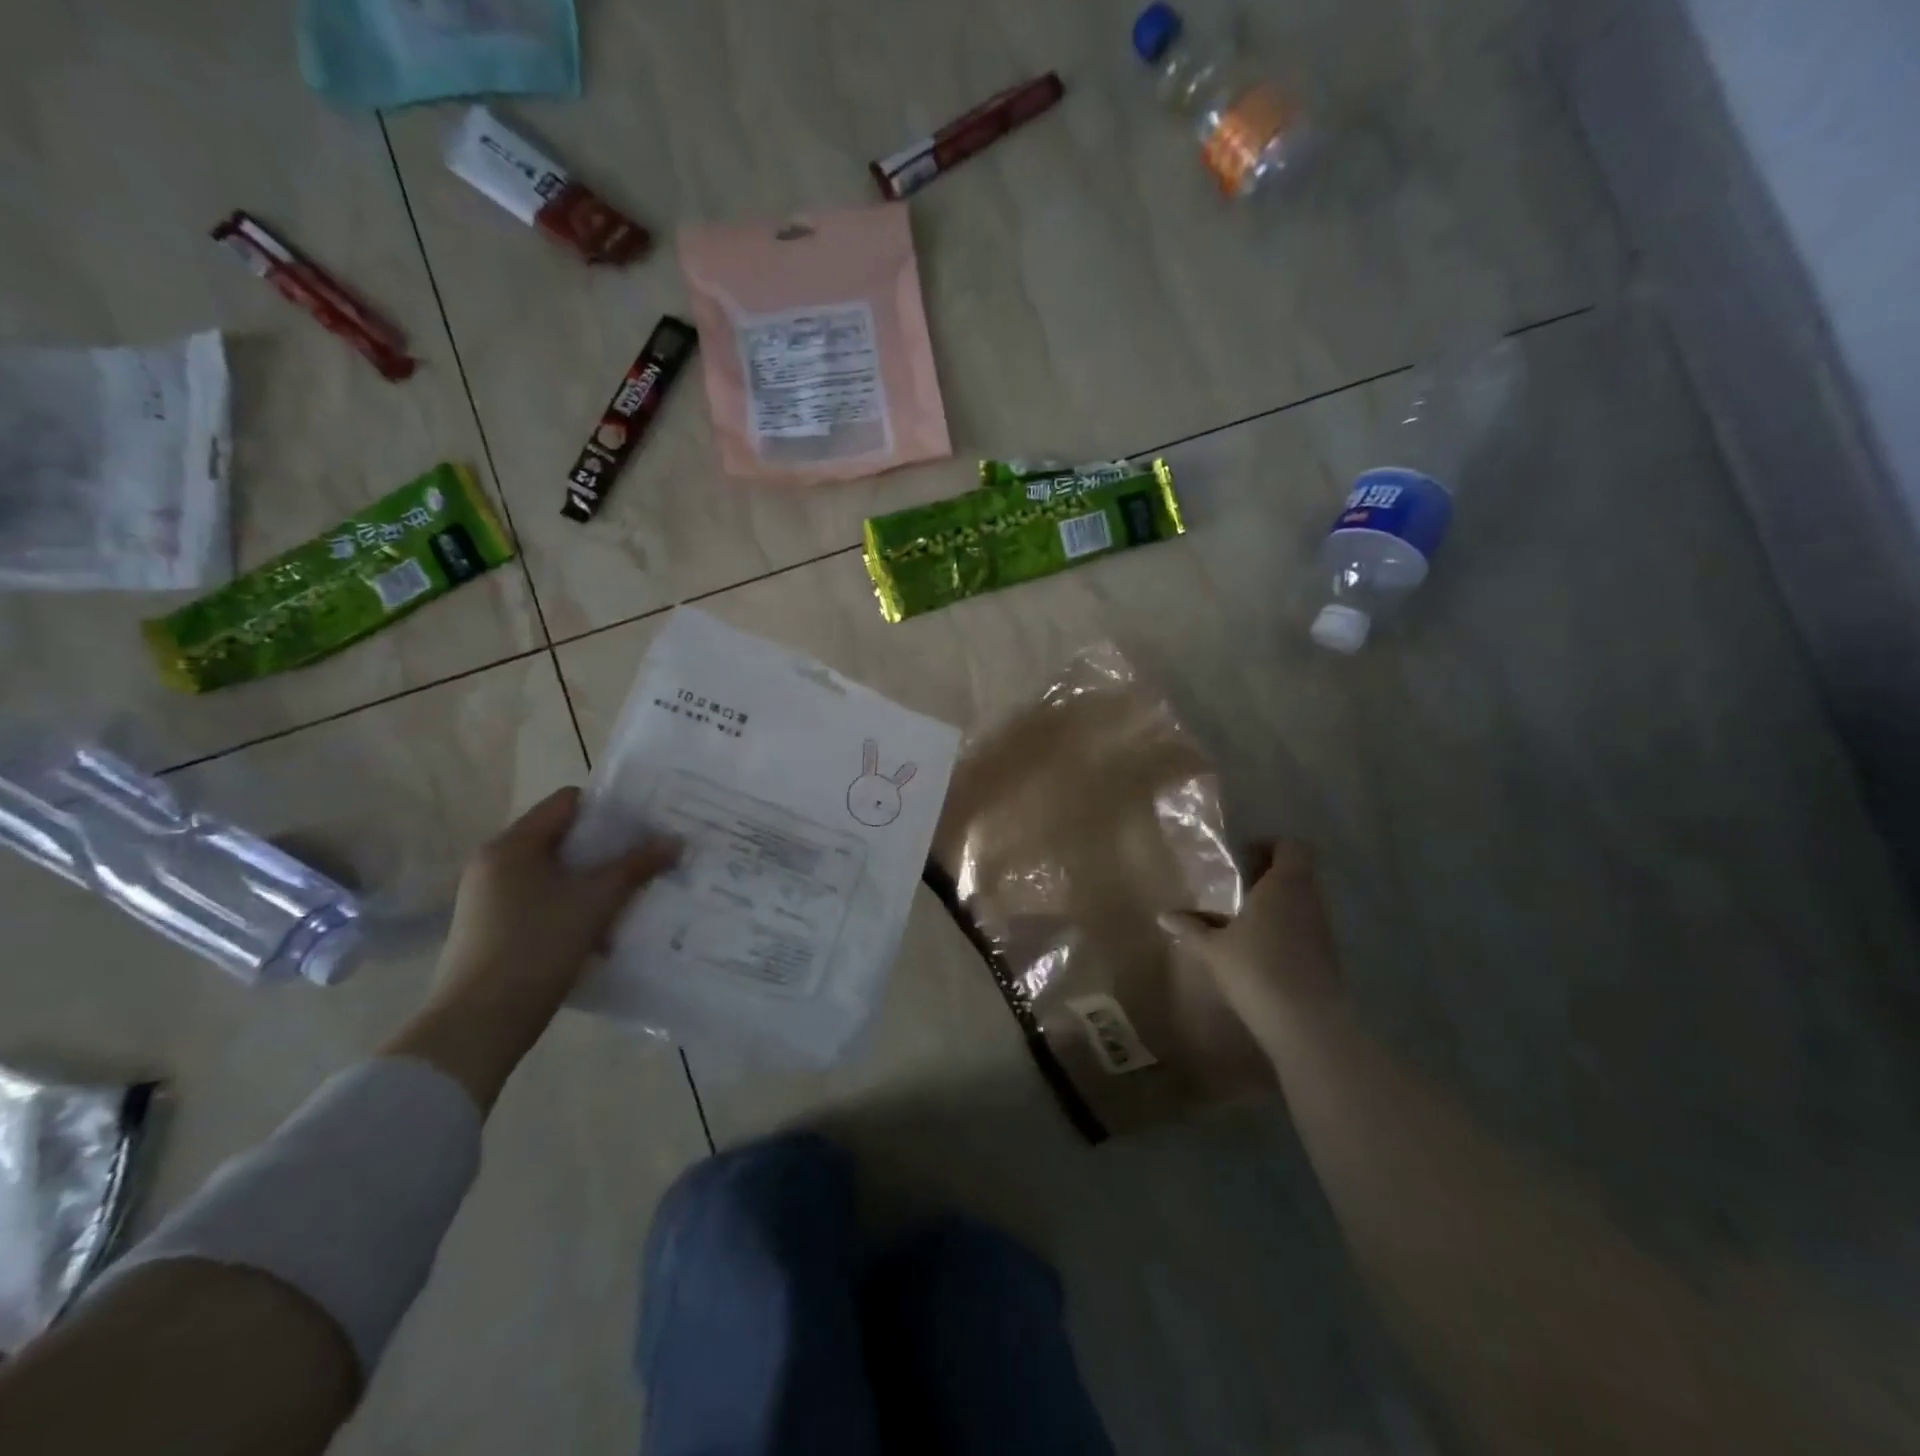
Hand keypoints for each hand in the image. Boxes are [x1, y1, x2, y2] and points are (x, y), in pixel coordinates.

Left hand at [386, 788, 678, 1109]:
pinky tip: (605, 923)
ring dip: (595, 878)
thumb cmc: (536, 946)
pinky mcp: (495, 929)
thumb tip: (676, 840)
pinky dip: (575, 903)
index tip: (647, 822)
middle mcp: (496, 864)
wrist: (479, 1024)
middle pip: (563, 837)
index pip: (568, 802)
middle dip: (609, 846)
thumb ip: (637, 866)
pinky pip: (545, 900)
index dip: (610, 807)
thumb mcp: (596, 901)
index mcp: (512, 845)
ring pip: (556, 872)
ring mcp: (491, 899)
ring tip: (635, 889)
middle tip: (650, 854)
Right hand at [1161, 841, 1344, 1054]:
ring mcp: (1322, 928)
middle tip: (1236, 886)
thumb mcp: (1213, 948)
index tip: (1242, 857)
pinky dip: (1286, 929)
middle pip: (1296, 873)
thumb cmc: (1256, 969)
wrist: (1307, 1023)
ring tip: (1243, 917)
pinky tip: (1260, 947)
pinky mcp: (1327, 955)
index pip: (1290, 847)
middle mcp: (1308, 899)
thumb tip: (1163, 916)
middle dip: (1268, 876)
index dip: (1269, 846)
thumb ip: (1191, 928)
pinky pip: (1305, 927)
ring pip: (1301, 901)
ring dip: (1277, 904)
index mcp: (1284, 884)